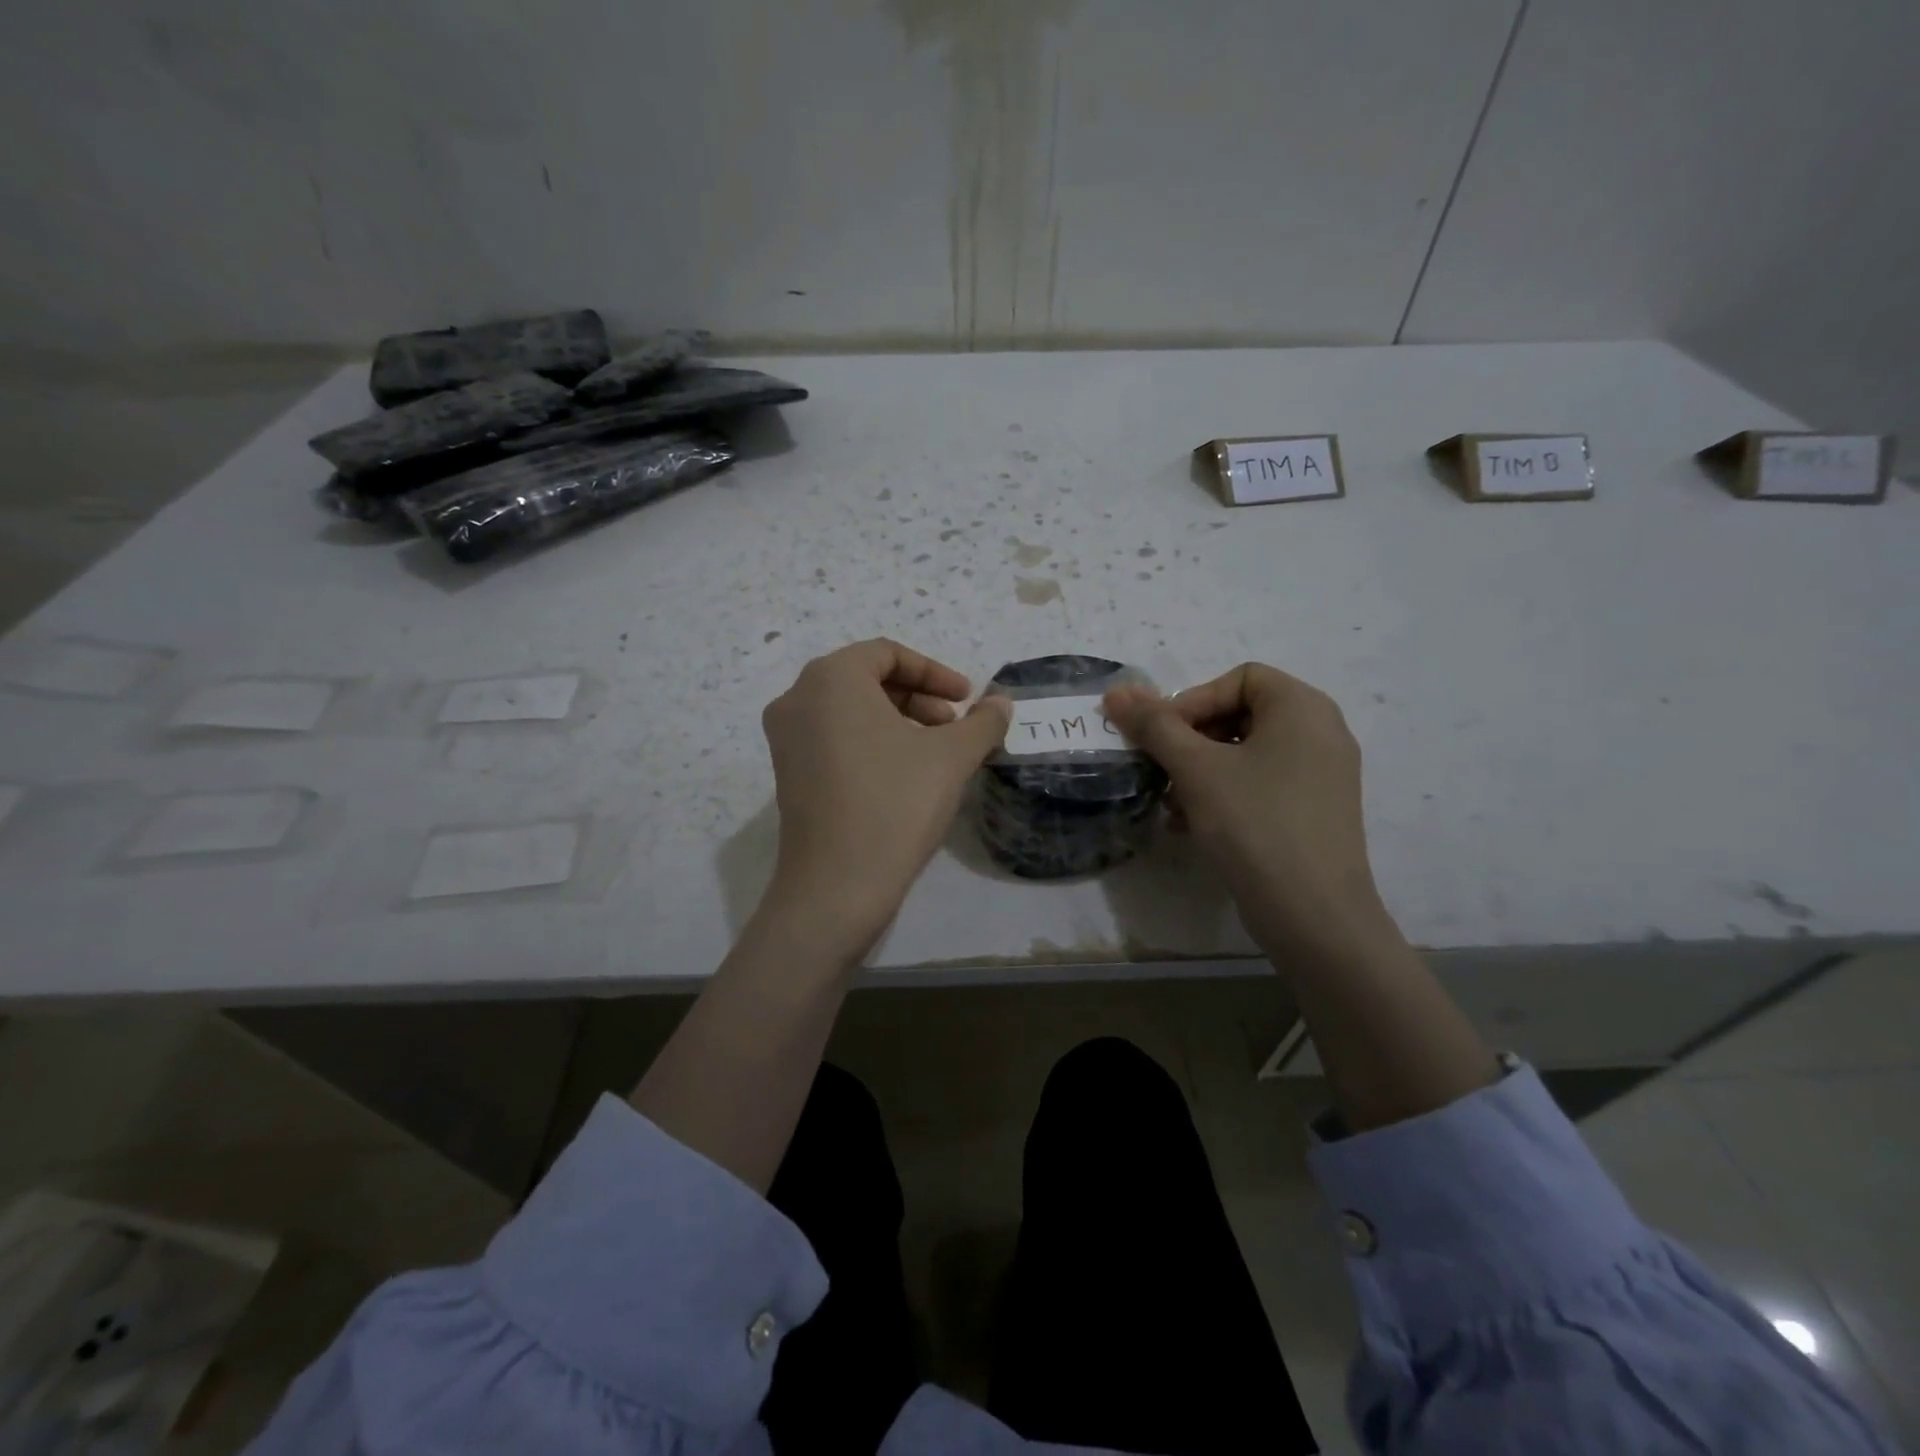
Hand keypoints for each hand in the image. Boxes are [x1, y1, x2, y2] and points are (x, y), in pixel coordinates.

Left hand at [760, 639, 1010, 960]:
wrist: (836, 886)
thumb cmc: (895, 804)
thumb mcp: (951, 757)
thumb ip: (982, 722)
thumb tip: (1002, 704)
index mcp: (830, 679)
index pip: (888, 653)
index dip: (935, 672)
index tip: (967, 699)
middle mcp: (797, 698)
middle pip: (867, 679)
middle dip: (918, 698)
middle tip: (955, 726)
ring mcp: (785, 738)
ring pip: (850, 711)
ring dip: (898, 720)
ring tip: (936, 752)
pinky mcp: (786, 774)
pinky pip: (834, 738)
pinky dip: (871, 742)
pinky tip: (904, 774)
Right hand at [1104, 664, 1391, 957]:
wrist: (1313, 914)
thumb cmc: (1254, 824)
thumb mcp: (1196, 769)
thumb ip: (1154, 725)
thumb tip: (1117, 692)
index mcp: (1302, 707)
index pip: (1238, 678)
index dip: (1193, 701)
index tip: (1163, 738)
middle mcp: (1321, 732)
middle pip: (1240, 714)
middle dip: (1191, 741)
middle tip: (1162, 771)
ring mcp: (1322, 775)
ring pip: (1246, 754)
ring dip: (1200, 772)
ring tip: (1172, 805)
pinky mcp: (1315, 812)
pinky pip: (1262, 784)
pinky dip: (1225, 795)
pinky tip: (1193, 826)